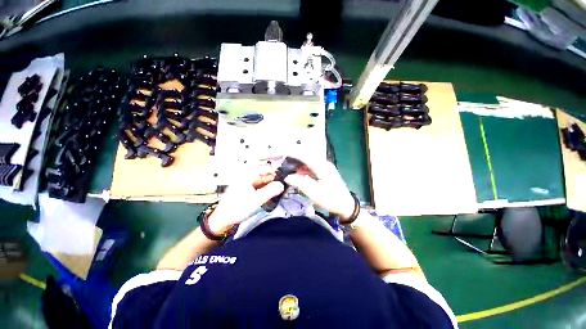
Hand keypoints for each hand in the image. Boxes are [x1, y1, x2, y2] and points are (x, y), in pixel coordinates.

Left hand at [207, 164, 283, 233]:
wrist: (222, 221)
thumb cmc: (238, 208)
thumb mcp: (257, 200)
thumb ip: (270, 191)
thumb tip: (282, 185)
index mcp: (247, 176)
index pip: (264, 169)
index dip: (275, 172)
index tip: (284, 177)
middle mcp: (246, 178)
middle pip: (264, 176)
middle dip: (274, 181)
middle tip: (283, 187)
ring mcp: (245, 185)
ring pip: (261, 183)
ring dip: (270, 187)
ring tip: (278, 193)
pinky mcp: (245, 192)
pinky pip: (257, 189)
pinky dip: (264, 192)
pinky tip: (270, 197)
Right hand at [284, 154, 354, 219]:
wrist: (346, 206)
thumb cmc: (331, 199)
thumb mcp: (314, 193)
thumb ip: (300, 183)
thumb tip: (287, 177)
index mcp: (321, 166)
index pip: (303, 156)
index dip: (291, 154)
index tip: (279, 155)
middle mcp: (322, 163)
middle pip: (304, 157)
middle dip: (291, 159)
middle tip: (280, 164)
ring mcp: (323, 167)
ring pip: (306, 163)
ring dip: (296, 166)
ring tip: (285, 170)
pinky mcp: (323, 172)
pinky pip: (309, 168)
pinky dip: (301, 171)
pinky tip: (296, 176)